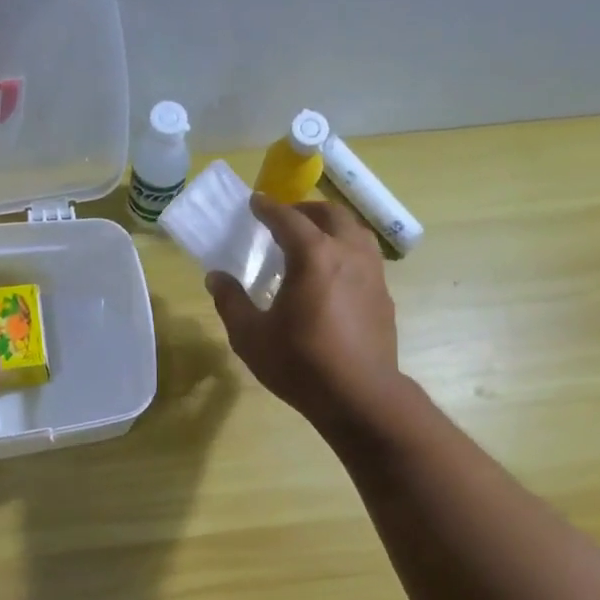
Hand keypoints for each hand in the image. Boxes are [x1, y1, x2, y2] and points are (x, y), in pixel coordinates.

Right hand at [207, 195, 400, 432]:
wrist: (359, 396)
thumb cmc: (300, 364)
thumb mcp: (251, 337)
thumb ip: (231, 302)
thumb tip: (216, 277)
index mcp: (314, 256)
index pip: (288, 218)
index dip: (268, 208)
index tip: (255, 203)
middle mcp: (348, 253)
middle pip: (330, 215)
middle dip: (305, 209)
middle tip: (285, 218)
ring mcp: (372, 273)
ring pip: (355, 231)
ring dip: (332, 226)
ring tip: (314, 239)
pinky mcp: (383, 296)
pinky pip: (366, 257)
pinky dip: (347, 250)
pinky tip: (335, 273)